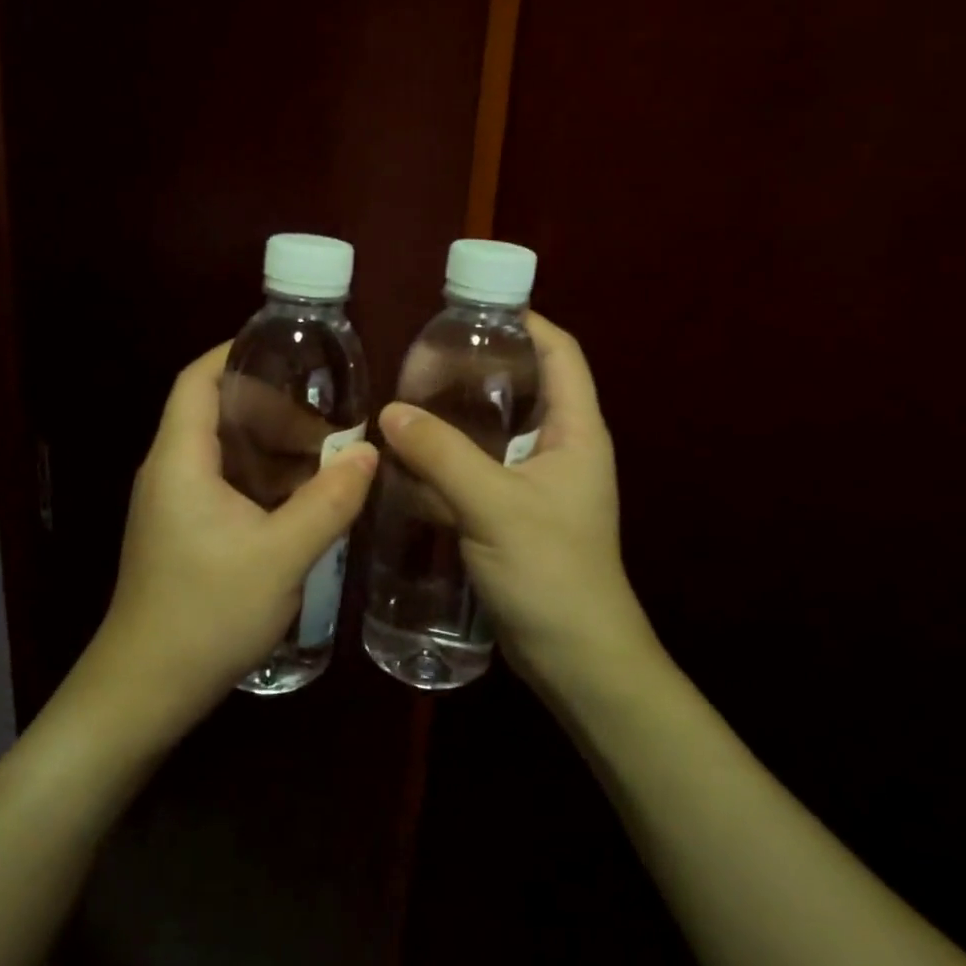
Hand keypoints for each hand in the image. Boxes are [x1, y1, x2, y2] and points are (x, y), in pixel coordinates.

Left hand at [86, 344, 377, 734]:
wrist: (147, 688)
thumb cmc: (207, 613)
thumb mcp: (281, 555)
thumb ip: (329, 501)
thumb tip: (369, 452)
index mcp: (180, 460)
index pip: (198, 380)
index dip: (236, 353)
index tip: (287, 349)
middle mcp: (169, 471)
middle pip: (214, 412)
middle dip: (271, 406)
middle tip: (327, 414)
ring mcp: (173, 504)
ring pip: (223, 452)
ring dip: (271, 446)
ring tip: (326, 451)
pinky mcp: (182, 532)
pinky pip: (224, 484)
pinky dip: (262, 478)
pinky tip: (302, 496)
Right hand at [377, 313, 656, 687]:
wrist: (574, 658)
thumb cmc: (551, 571)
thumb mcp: (495, 506)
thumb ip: (441, 455)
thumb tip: (389, 412)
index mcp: (576, 431)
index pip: (560, 353)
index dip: (525, 321)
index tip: (472, 307)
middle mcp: (559, 448)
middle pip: (523, 387)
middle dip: (478, 366)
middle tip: (421, 355)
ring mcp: (535, 483)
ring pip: (493, 431)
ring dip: (455, 414)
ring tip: (405, 396)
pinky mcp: (511, 514)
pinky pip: (476, 470)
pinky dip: (446, 458)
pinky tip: (406, 456)